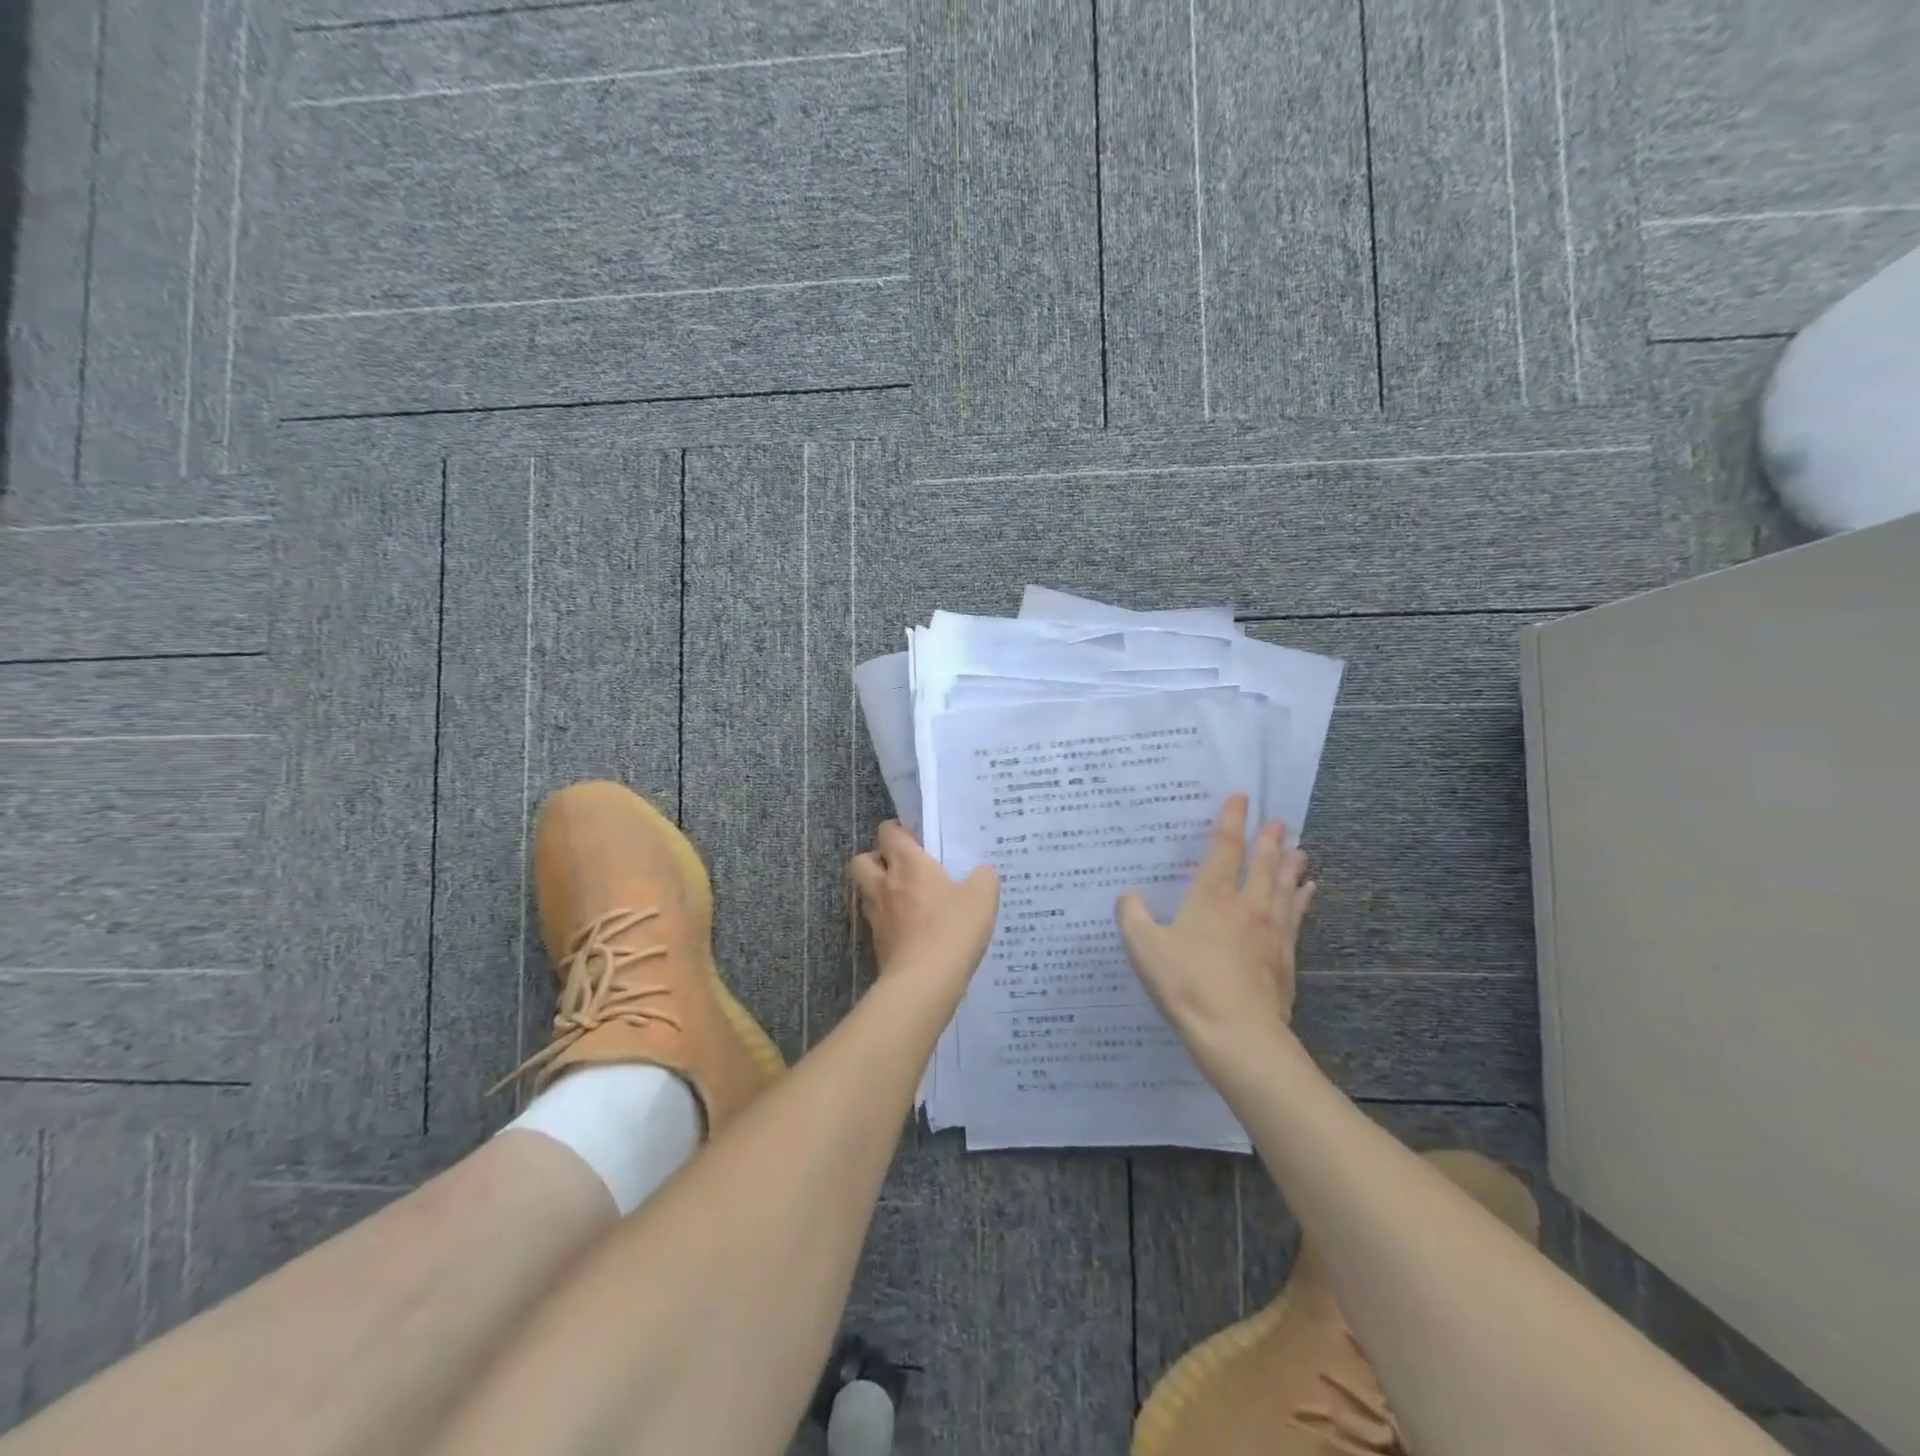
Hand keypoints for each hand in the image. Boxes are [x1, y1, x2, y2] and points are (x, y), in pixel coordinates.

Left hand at [849, 821, 999, 984]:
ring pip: (866, 891)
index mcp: (907, 864)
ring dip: (880, 890)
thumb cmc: (952, 930)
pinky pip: (877, 921)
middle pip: (862, 860)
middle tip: (902, 867)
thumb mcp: (982, 897)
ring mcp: (876, 916)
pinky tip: (912, 928)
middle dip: (877, 859)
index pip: (888, 832)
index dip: (898, 831)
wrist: (924, 982)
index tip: (916, 839)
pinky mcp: (877, 944)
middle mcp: (884, 885)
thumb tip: (981, 872)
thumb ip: (983, 877)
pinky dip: (888, 920)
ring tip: (907, 898)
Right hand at [1117, 794, 1313, 1058]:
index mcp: (1212, 897)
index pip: (1224, 848)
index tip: (1241, 797)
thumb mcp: (1144, 948)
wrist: (1238, 1035)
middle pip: (1263, 864)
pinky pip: (1296, 918)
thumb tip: (1129, 895)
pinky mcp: (1286, 959)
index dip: (1231, 820)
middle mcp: (1247, 906)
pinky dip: (1301, 900)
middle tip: (1278, 821)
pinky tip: (1306, 894)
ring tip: (1299, 850)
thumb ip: (1132, 917)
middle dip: (1268, 839)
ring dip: (1290, 866)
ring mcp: (1272, 933)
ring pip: (1284, 888)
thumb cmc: (1187, 985)